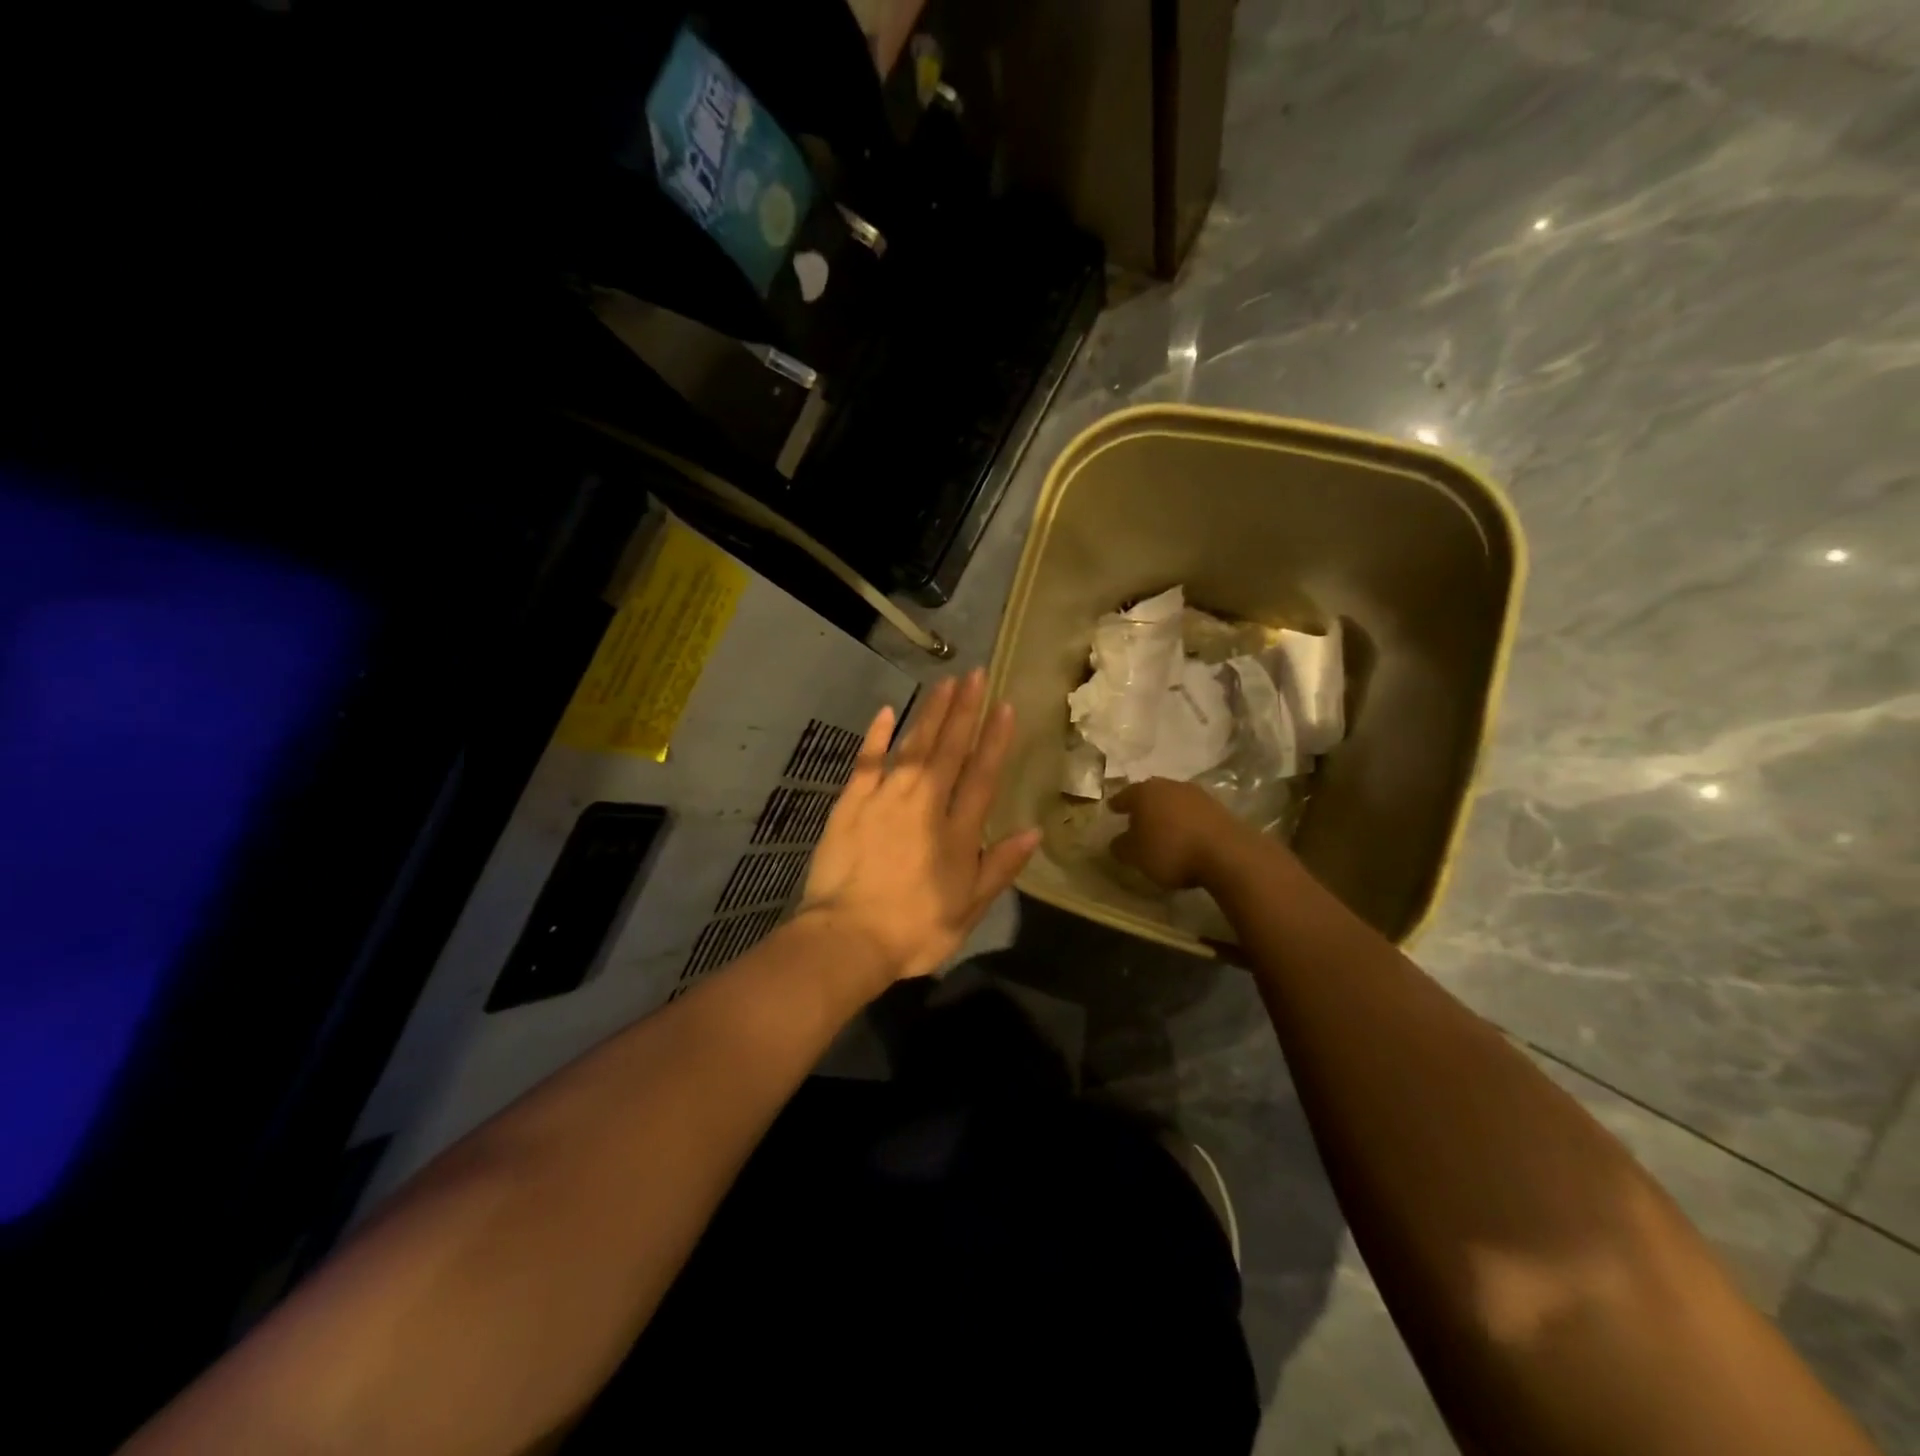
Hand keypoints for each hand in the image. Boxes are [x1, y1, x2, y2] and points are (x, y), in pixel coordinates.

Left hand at [798, 670, 1040, 984]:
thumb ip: (1000, 867)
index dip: (995, 739)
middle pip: (948, 749)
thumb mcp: (969, 909)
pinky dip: (876, 736)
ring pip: (912, 746)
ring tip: (944, 682)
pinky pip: (866, 761)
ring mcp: (884, 799)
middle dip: (964, 710)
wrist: (847, 939)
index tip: (1004, 705)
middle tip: (974, 674)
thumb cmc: (914, 930)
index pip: (982, 775)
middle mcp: (924, 804)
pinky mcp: (850, 803)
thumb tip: (1034, 831)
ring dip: (929, 713)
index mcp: (957, 831)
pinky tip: (884, 711)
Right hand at [1109, 778, 1252, 889]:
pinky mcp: (1218, 807)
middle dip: (1144, 805)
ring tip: (1163, 828)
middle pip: (1151, 793)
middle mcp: (1169, 786)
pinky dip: (1186, 820)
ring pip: (1174, 800)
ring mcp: (1196, 794)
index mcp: (1143, 792)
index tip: (1112, 809)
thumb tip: (1116, 841)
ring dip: (1167, 812)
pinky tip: (1186, 834)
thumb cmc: (1171, 850)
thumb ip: (1121, 847)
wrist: (1227, 853)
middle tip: (1137, 817)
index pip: (1124, 795)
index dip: (1117, 804)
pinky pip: (1193, 812)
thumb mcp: (1135, 856)